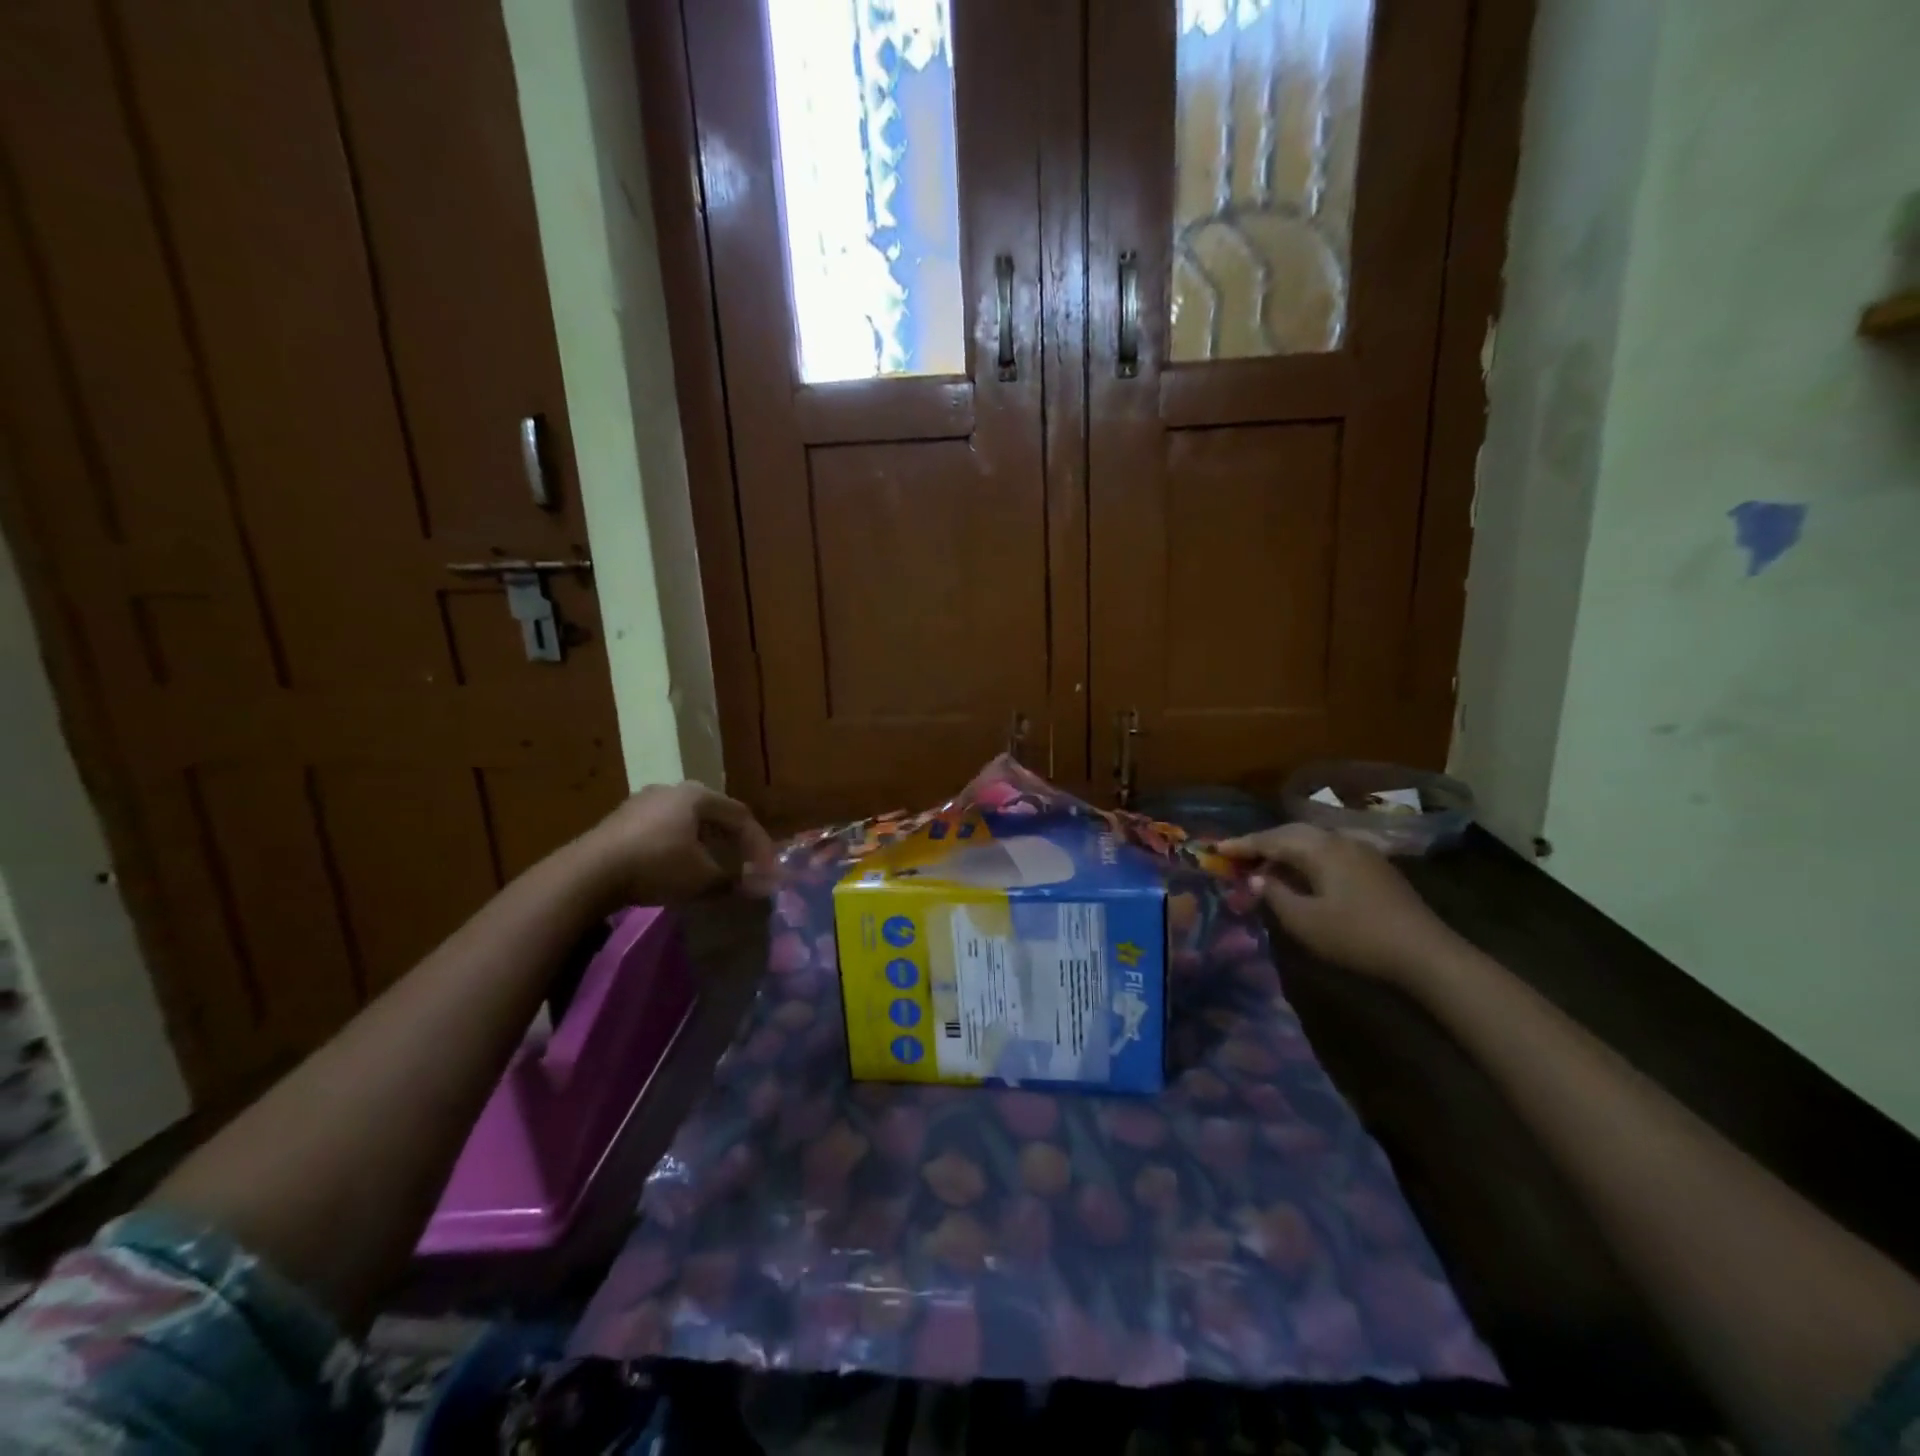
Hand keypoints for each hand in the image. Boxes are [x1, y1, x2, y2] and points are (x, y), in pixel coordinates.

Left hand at [574, 782, 777, 905]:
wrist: (587, 874)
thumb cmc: (657, 865)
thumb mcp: (703, 877)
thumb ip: (735, 879)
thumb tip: (762, 885)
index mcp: (697, 795)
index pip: (741, 816)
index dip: (759, 844)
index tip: (767, 871)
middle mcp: (672, 789)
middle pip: (714, 815)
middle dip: (733, 842)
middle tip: (744, 865)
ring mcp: (642, 802)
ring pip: (687, 822)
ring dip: (705, 845)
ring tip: (712, 868)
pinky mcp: (620, 820)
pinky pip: (663, 830)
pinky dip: (679, 847)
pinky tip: (677, 868)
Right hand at [1216, 823, 1466, 982]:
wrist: (1425, 954)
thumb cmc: (1356, 936)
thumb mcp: (1304, 921)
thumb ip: (1274, 894)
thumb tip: (1256, 877)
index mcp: (1319, 848)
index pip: (1270, 839)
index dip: (1241, 844)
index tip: (1215, 848)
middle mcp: (1339, 840)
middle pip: (1292, 832)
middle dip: (1262, 842)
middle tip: (1237, 855)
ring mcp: (1361, 852)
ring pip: (1312, 840)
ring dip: (1285, 849)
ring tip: (1264, 865)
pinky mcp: (1374, 868)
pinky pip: (1328, 851)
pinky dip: (1305, 857)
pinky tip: (1301, 875)